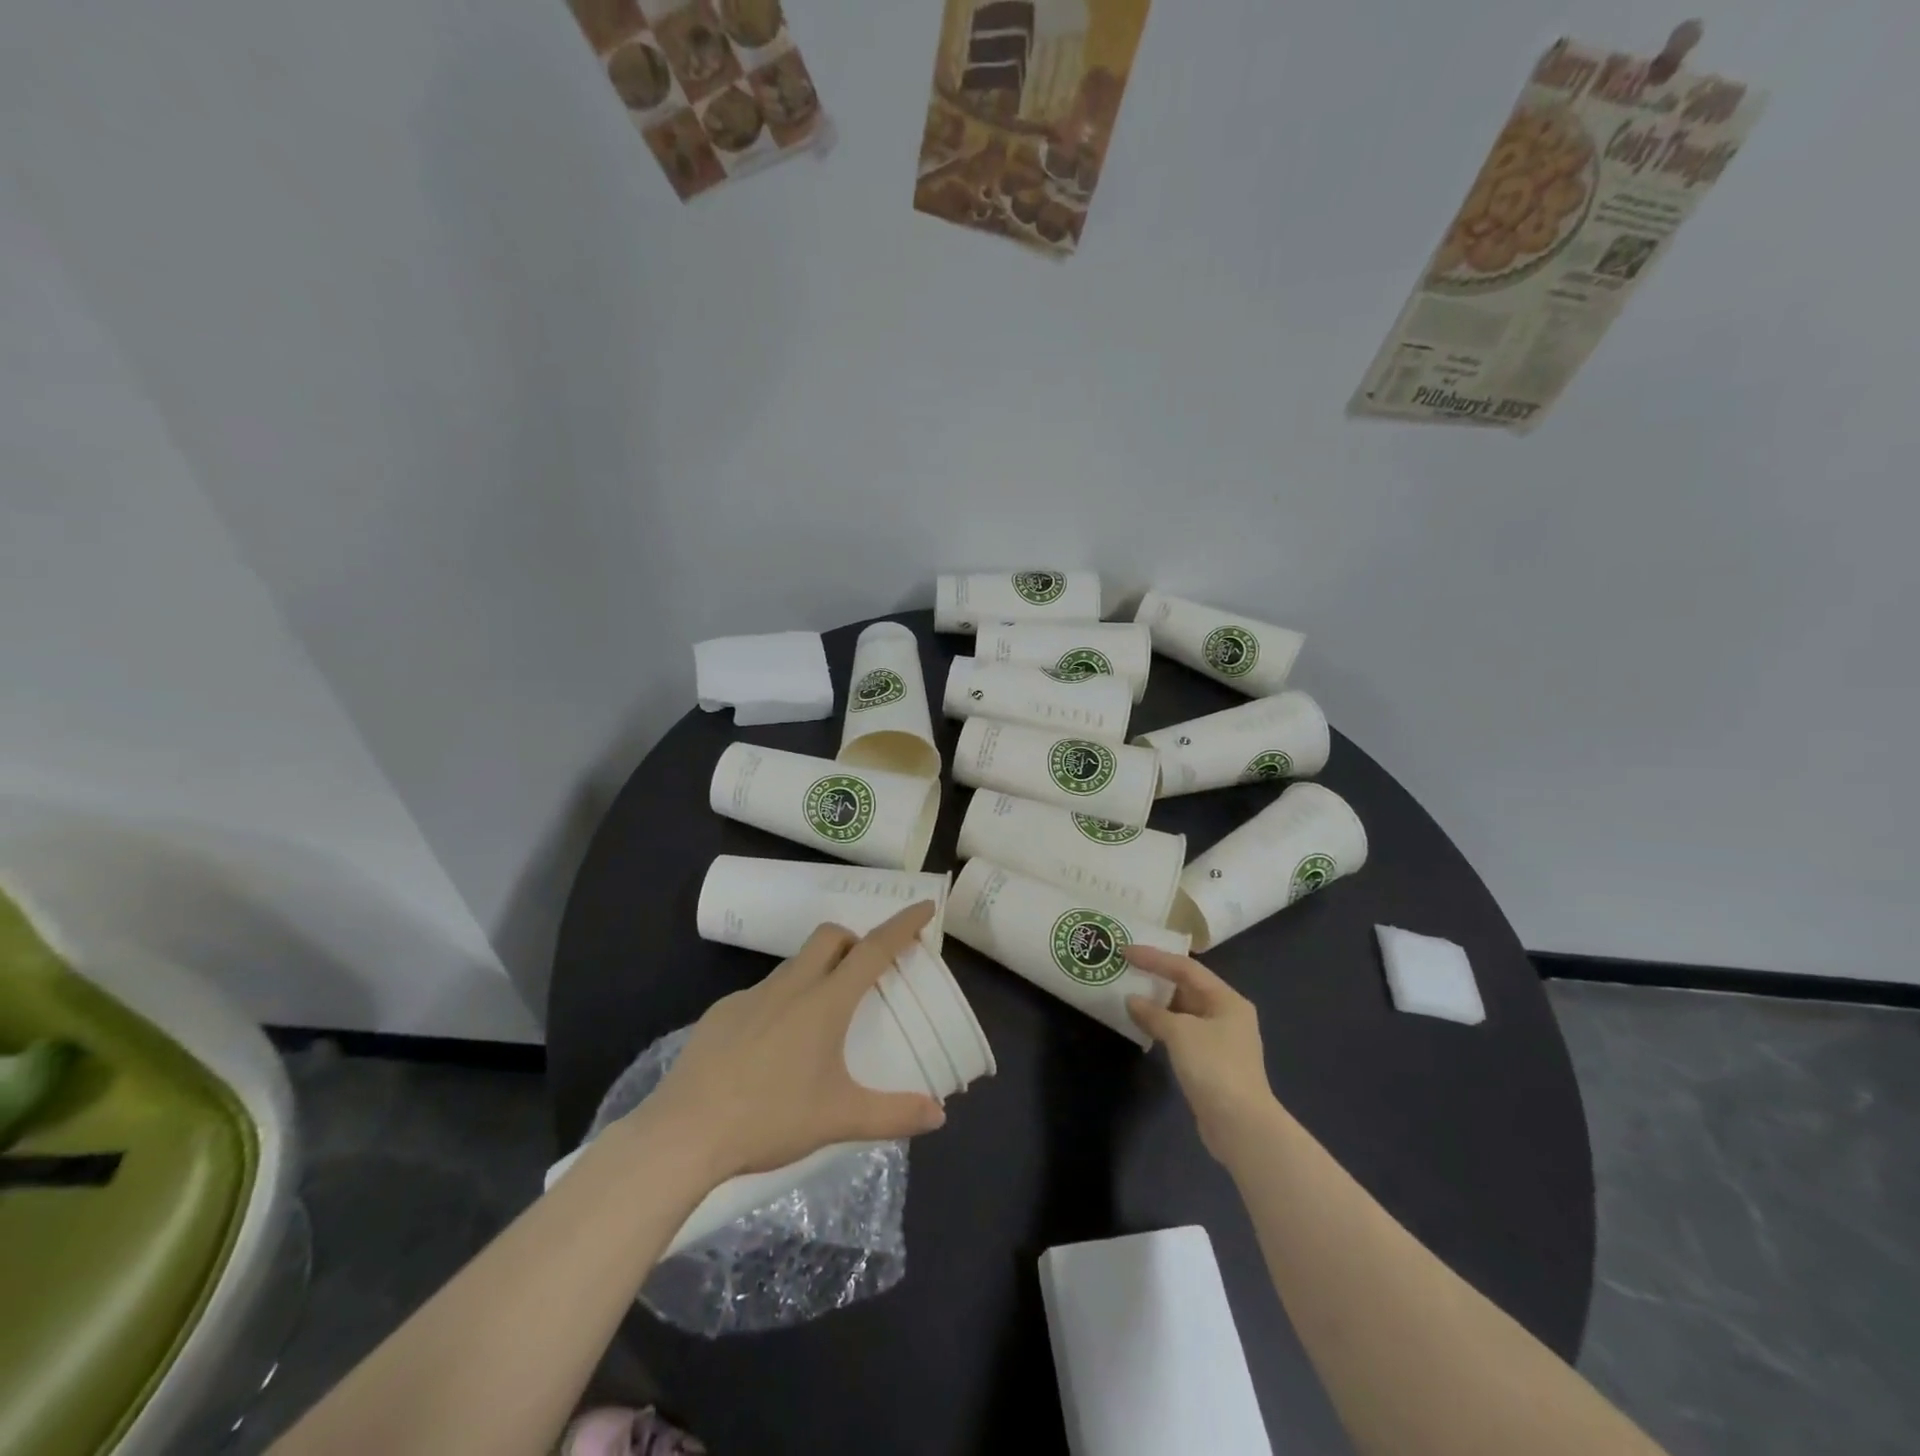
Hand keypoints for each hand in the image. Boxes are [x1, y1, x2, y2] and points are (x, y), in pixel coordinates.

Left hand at [638, 903, 947, 1182]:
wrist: (684, 1133)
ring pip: (794, 964)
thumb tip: (938, 1116)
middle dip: (855, 940)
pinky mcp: (720, 1013)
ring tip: (822, 1018)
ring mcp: (750, 996)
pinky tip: (772, 1047)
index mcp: (825, 1002)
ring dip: (818, 972)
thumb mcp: (839, 1120)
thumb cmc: (769, 1118)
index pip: (873, 949)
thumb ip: (893, 1114)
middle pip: (830, 937)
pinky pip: (762, 993)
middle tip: (867, 972)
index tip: (924, 907)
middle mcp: (790, 986)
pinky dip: (781, 1002)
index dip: (903, 925)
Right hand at [1125, 945, 1276, 1162]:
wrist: (1240, 1125)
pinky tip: (1144, 1026)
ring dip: (1158, 1004)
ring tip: (1129, 994)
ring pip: (1185, 1012)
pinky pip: (1183, 1033)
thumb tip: (1132, 1001)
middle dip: (1157, 978)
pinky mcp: (1212, 1063)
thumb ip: (1153, 1013)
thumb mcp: (1180, 1032)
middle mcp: (1227, 1014)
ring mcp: (1221, 1040)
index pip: (1186, 968)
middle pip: (1188, 987)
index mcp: (1227, 999)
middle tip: (1128, 969)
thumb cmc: (1214, 1067)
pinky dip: (1163, 1026)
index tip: (1126, 951)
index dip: (1155, 957)